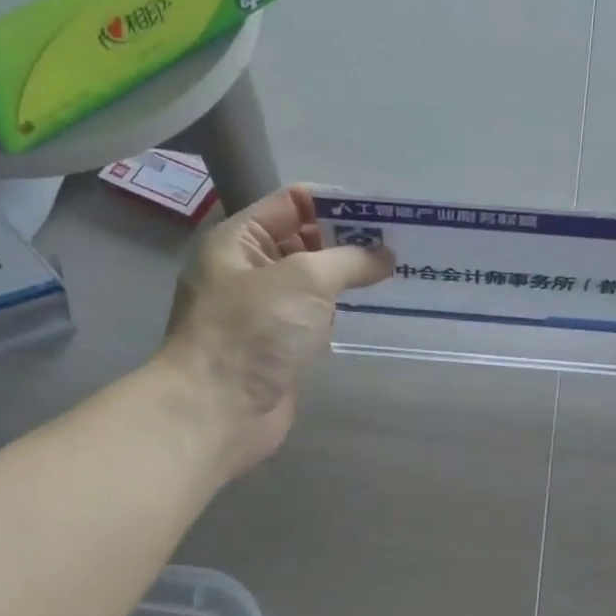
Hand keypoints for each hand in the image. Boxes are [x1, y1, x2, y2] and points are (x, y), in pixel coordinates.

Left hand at [158, 185, 392, 479]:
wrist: (216, 412)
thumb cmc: (253, 331)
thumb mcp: (305, 278)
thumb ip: (349, 259)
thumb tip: (384, 255)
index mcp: (239, 240)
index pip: (293, 203)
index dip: (338, 203)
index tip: (384, 213)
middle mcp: (247, 270)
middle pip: (304, 240)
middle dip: (349, 240)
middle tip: (400, 244)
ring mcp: (262, 311)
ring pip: (312, 282)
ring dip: (348, 278)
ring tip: (397, 272)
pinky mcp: (278, 346)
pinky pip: (314, 317)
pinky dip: (340, 311)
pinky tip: (375, 309)